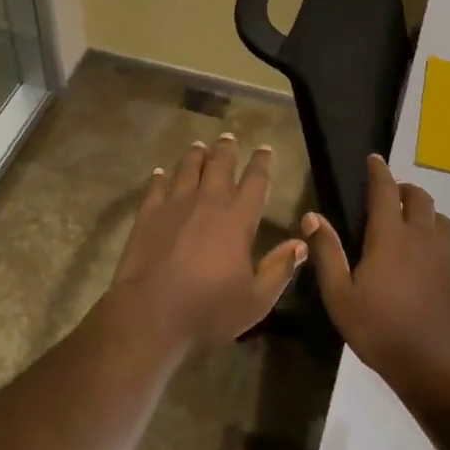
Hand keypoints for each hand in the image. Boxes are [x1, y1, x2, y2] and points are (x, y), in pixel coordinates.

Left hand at [111, 135, 307, 347]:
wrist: (151, 311)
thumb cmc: (208, 308)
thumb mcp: (256, 300)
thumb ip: (279, 269)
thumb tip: (301, 244)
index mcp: (238, 218)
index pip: (255, 182)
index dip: (261, 163)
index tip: (265, 149)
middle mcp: (208, 201)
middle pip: (219, 165)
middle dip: (226, 149)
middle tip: (229, 137)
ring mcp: (175, 204)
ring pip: (188, 168)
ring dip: (196, 156)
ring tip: (199, 146)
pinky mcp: (148, 213)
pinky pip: (156, 186)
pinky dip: (160, 177)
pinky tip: (160, 173)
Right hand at [306, 154, 449, 399]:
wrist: (438, 368)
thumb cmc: (381, 331)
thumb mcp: (340, 297)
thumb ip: (327, 253)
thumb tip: (313, 216)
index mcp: (389, 236)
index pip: (385, 190)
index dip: (378, 171)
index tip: (374, 159)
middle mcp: (422, 236)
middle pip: (419, 197)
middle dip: (405, 190)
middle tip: (392, 198)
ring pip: (442, 220)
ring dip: (427, 216)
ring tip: (414, 229)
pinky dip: (446, 246)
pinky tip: (438, 263)